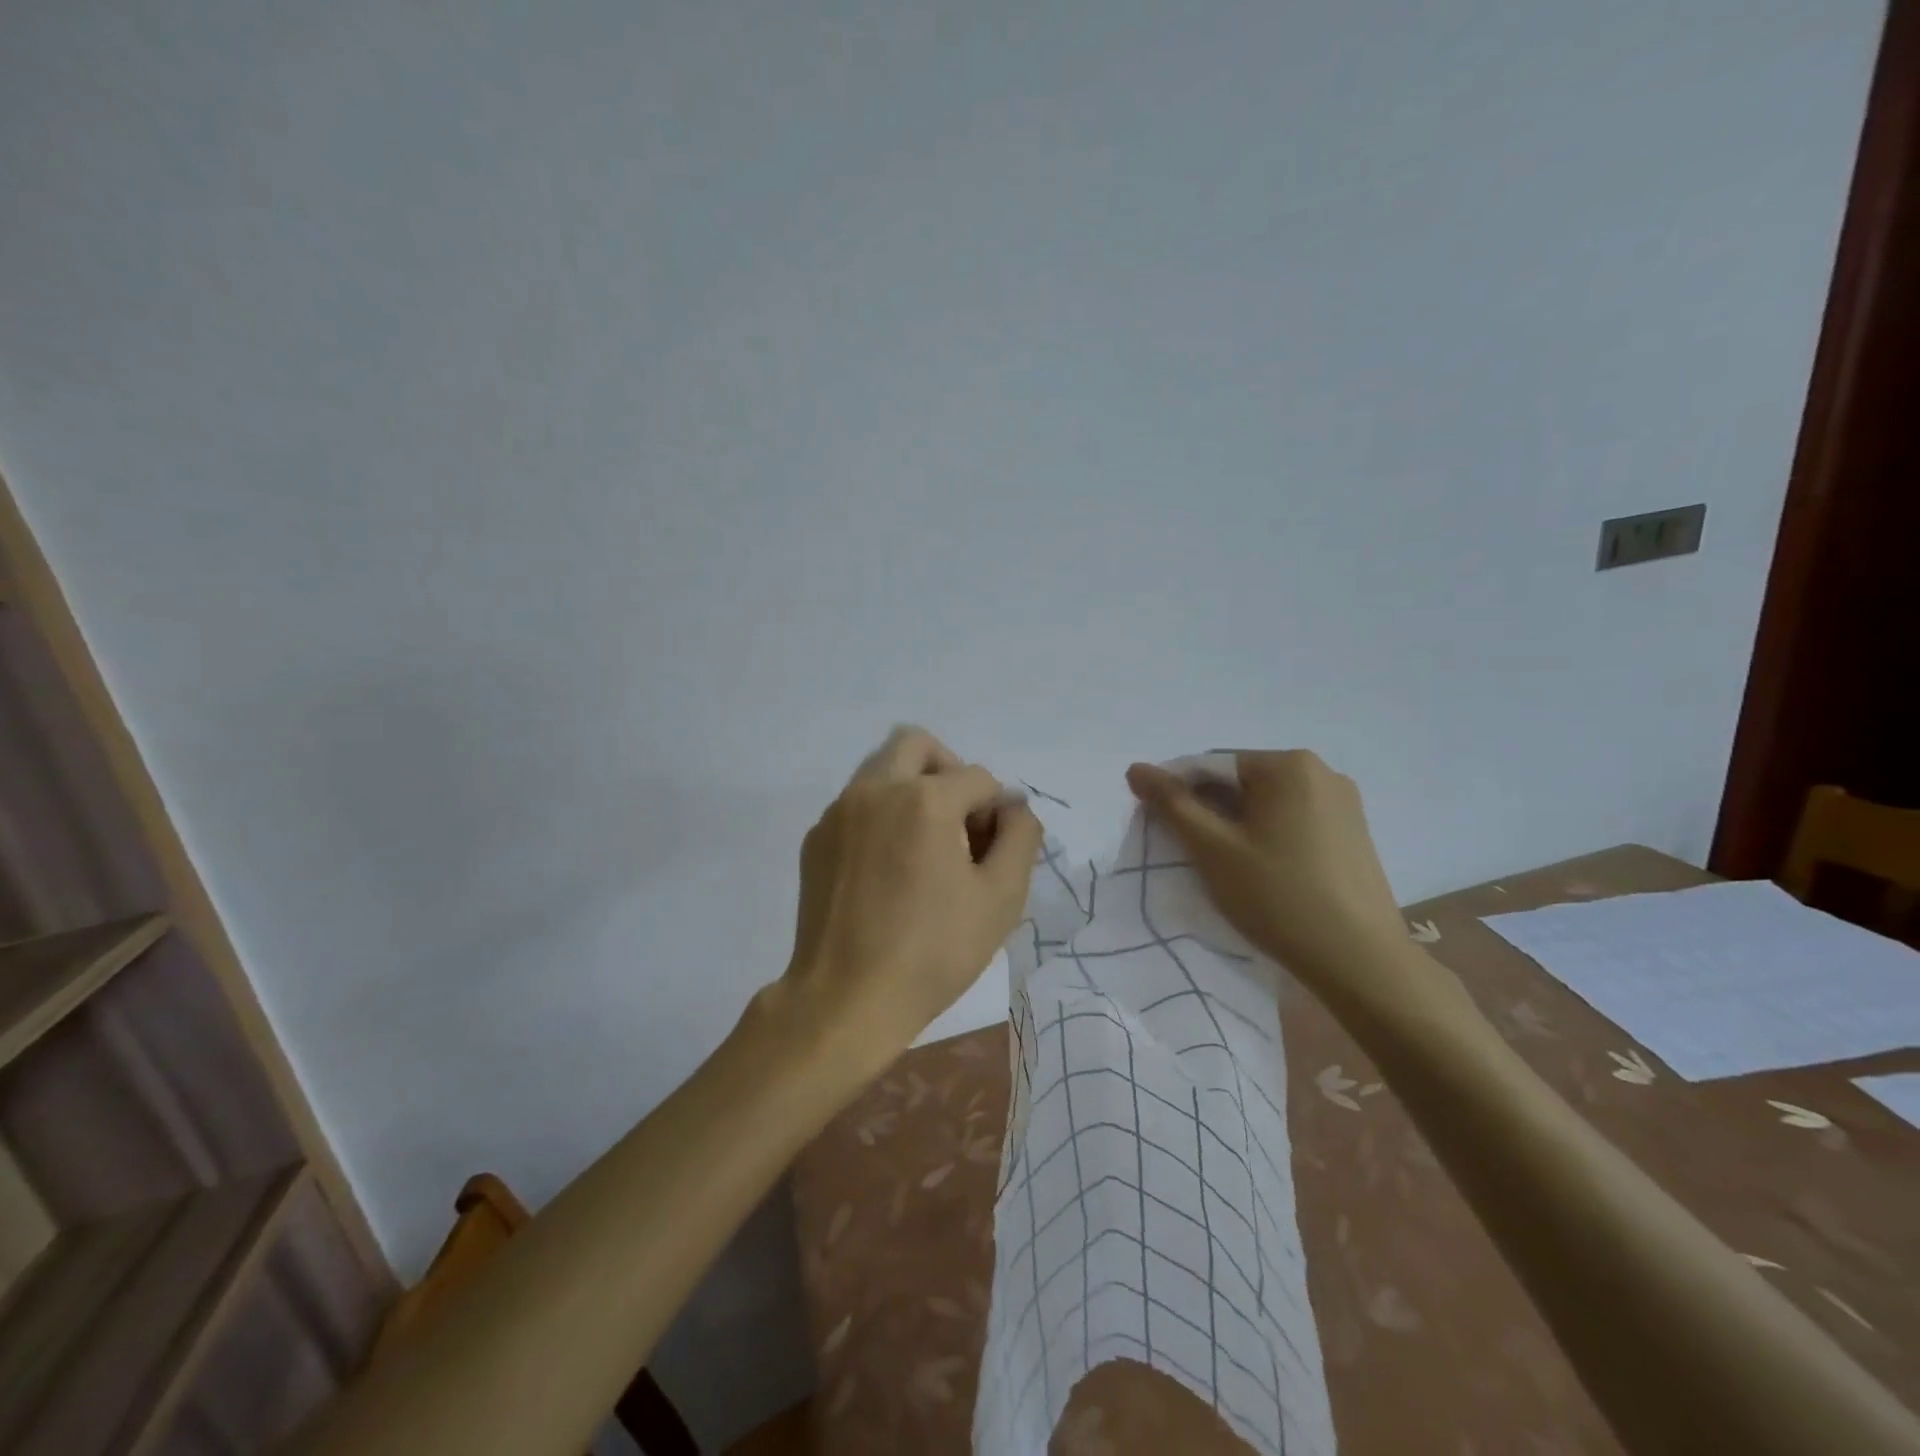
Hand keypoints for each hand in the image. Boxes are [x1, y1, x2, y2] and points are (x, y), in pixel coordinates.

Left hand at [775, 727, 1042, 1062]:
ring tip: (924, 846)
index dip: (996, 811)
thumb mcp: (1001, 898)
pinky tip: (887, 869)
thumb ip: (1020, 837)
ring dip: (912, 789)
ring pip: (881, 769)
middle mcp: (876, 790)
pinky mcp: (816, 838)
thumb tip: (1014, 806)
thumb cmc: (933, 952)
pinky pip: (857, 803)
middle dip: (948, 771)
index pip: (977, 778)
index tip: (990, 854)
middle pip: (917, 744)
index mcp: (924, 800)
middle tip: (959, 821)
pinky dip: (881, 816)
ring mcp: (839, 812)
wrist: (845, 999)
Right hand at [1125, 750, 1412, 1004]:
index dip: (1178, 795)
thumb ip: (1171, 803)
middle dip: (1208, 812)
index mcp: (1288, 765)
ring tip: (1223, 868)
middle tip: (1189, 854)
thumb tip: (1136, 768)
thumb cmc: (1279, 897)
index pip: (1211, 766)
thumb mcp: (1212, 848)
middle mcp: (1321, 772)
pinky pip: (1292, 823)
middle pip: (1240, 783)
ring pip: (1265, 805)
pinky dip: (1265, 838)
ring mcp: (1343, 804)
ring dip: (1235, 827)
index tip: (1161, 832)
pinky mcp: (1352, 835)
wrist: (1361, 963)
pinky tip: (1260, 873)